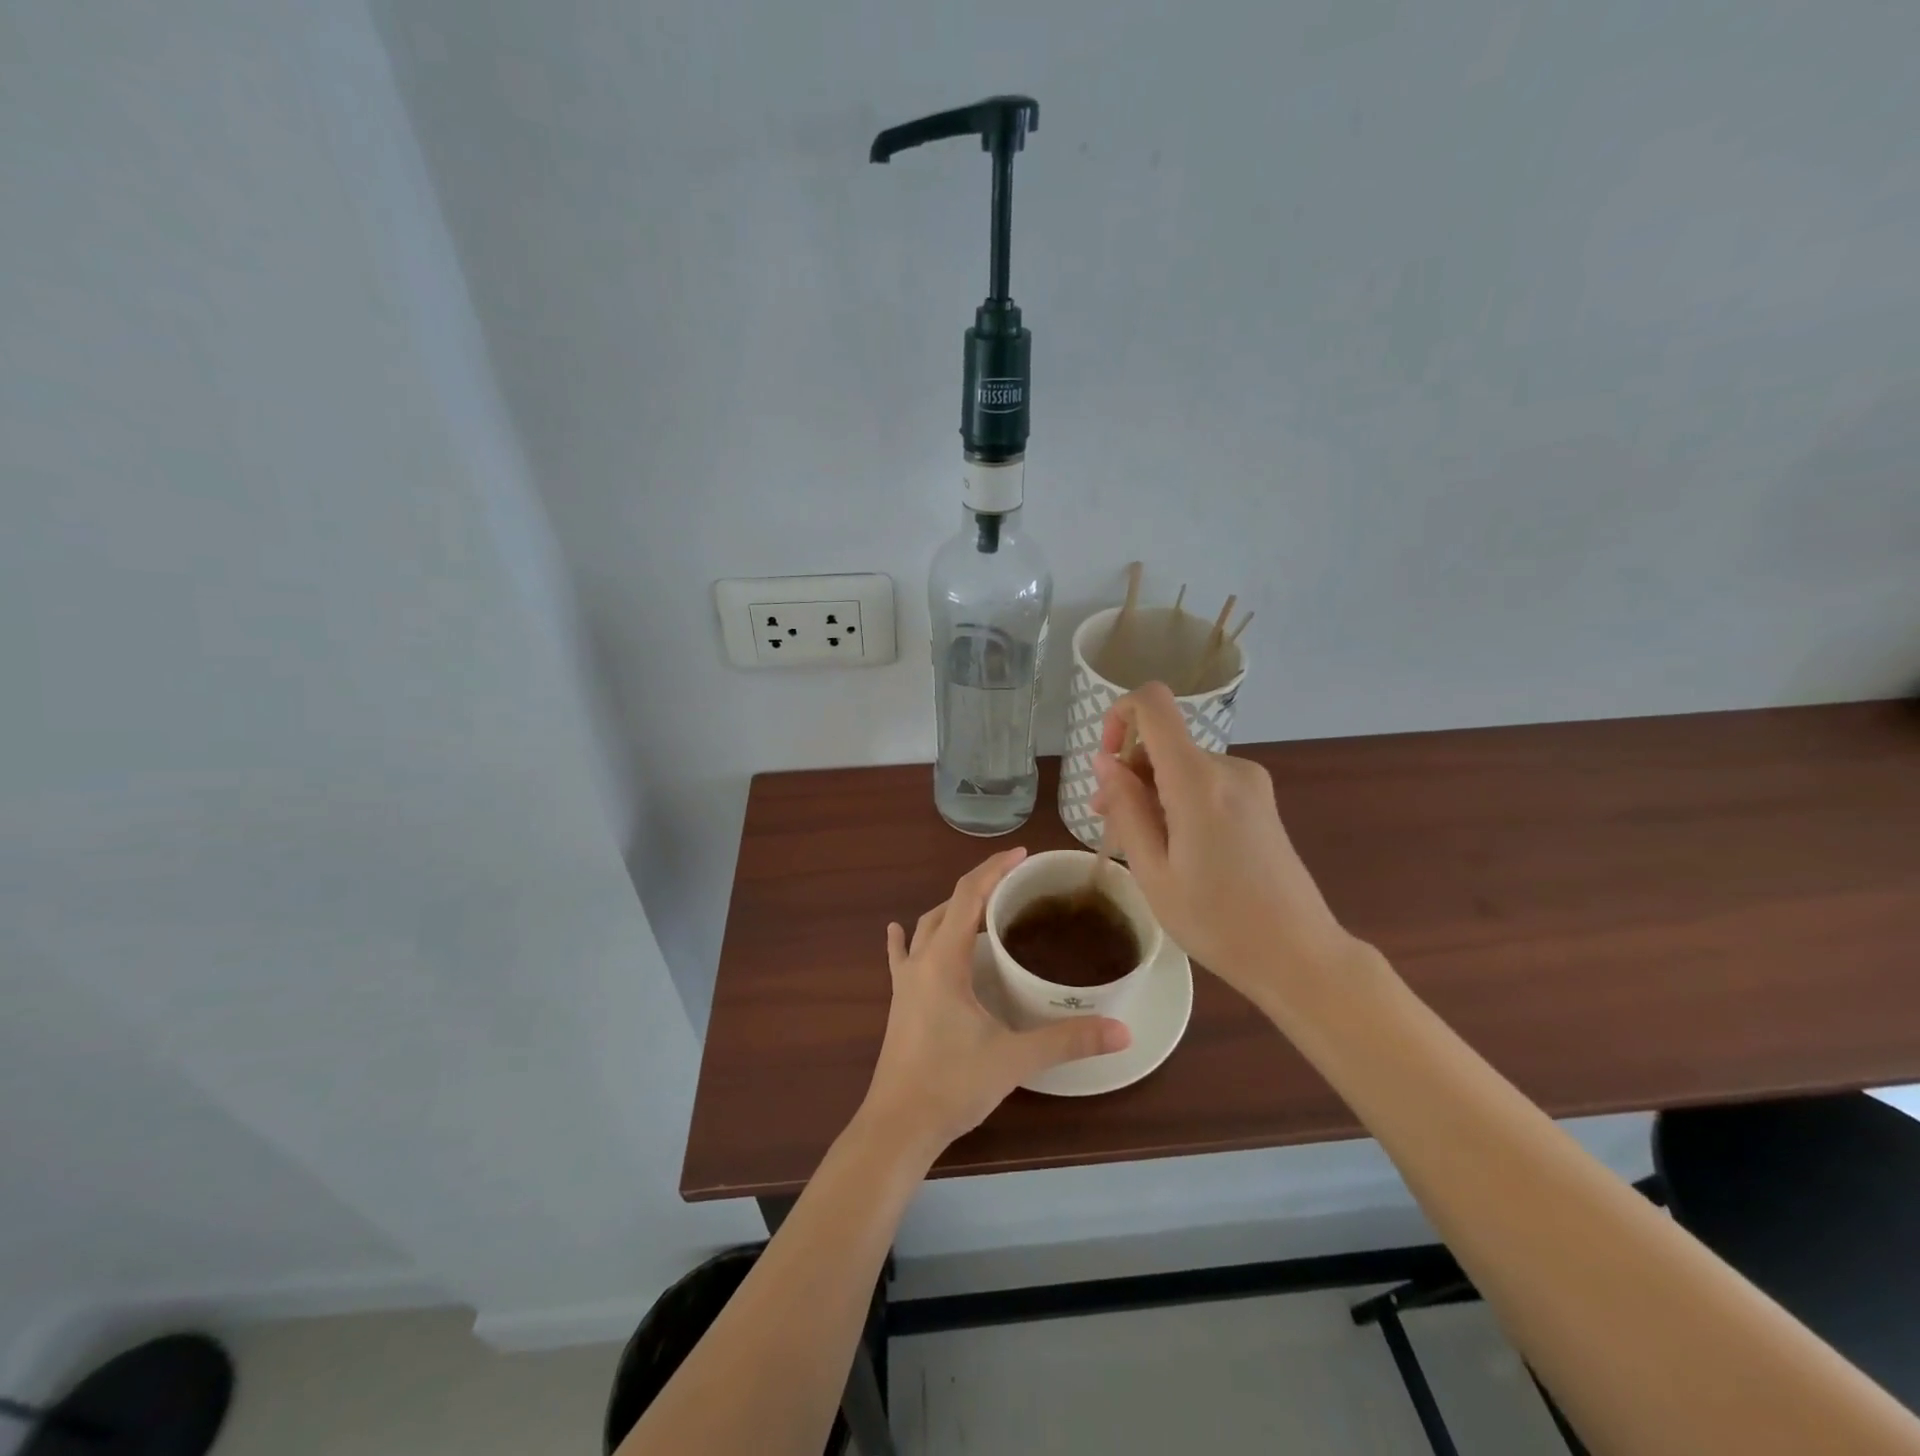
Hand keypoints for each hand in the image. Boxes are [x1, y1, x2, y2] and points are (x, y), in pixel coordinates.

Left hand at [860, 848, 1130, 1158]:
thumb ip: (1067, 1041)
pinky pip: (901, 957)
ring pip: (927, 928)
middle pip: (948, 906)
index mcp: (944, 961)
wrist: (897, 1127)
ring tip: (983, 908)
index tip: (1022, 855)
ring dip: (953, 910)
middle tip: (1014, 882)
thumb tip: (1121, 1031)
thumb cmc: (952, 1085)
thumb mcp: (1014, 1059)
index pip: (968, 896)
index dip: (994, 869)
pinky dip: (907, 939)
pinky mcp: (899, 1002)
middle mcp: (921, 962)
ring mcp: (905, 982)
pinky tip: (899, 931)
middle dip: (979, 886)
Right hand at [1090, 682, 1362, 1009]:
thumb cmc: (1217, 922)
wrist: (1299, 955)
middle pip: (1164, 742)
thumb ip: (1126, 808)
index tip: (1106, 763)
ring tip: (1143, 847)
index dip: (1120, 716)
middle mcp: (1228, 767)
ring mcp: (1250, 782)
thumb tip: (1105, 761)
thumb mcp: (1153, 871)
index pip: (1153, 703)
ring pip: (1181, 765)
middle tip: (1110, 826)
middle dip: (1129, 774)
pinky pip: (1204, 782)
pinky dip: (1179, 800)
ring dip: (1152, 792)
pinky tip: (1177, 847)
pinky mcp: (1260, 800)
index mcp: (1198, 780)